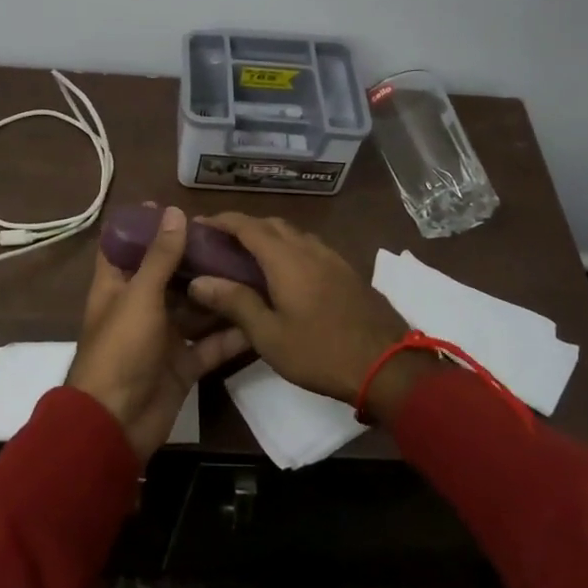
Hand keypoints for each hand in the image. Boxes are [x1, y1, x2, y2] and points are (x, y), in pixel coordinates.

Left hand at [67, 205, 248, 461]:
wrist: (116, 424)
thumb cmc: (121, 350)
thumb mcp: (140, 296)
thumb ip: (160, 257)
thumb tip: (175, 211)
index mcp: (117, 287)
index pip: (124, 247)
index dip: (144, 226)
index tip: (175, 207)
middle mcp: (139, 307)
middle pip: (167, 275)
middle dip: (194, 258)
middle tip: (229, 237)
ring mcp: (162, 338)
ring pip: (193, 308)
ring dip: (217, 292)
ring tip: (252, 268)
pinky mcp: (182, 365)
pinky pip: (210, 345)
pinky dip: (231, 334)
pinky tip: (259, 316)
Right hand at [186, 214, 439, 421]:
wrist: (388, 366)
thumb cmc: (321, 352)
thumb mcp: (269, 335)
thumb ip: (235, 303)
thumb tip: (199, 280)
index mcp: (286, 258)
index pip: (247, 225)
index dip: (221, 221)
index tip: (199, 225)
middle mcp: (309, 248)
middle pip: (272, 224)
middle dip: (244, 226)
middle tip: (221, 243)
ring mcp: (333, 258)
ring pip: (294, 234)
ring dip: (269, 236)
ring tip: (249, 257)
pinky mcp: (348, 272)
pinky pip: (311, 247)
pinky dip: (289, 249)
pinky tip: (285, 273)